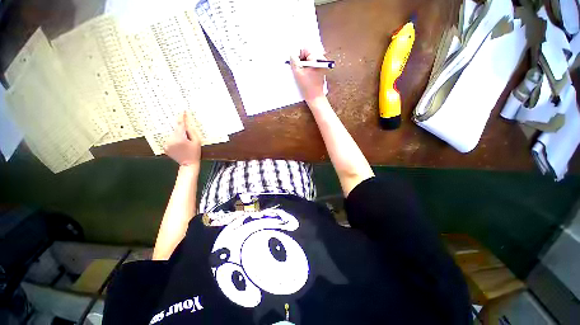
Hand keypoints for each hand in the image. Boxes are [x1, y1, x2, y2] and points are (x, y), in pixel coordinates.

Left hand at [163, 112, 200, 166]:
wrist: (188, 164)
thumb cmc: (195, 153)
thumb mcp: (197, 141)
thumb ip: (192, 131)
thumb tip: (187, 123)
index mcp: (180, 138)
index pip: (180, 125)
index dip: (182, 117)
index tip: (182, 111)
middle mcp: (171, 140)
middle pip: (177, 130)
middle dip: (182, 130)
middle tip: (189, 137)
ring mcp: (167, 144)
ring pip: (173, 134)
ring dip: (179, 135)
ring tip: (185, 144)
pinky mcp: (165, 147)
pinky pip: (170, 139)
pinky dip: (175, 140)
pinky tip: (180, 146)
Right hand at [290, 49, 326, 103]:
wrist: (315, 97)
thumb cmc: (307, 86)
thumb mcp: (298, 72)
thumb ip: (294, 61)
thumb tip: (292, 54)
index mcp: (316, 58)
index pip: (305, 49)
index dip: (299, 56)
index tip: (296, 65)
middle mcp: (320, 60)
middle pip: (307, 54)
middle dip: (301, 61)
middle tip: (299, 71)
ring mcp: (320, 66)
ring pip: (308, 61)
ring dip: (303, 66)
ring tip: (302, 75)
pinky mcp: (320, 71)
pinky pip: (311, 66)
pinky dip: (307, 69)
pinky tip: (305, 77)